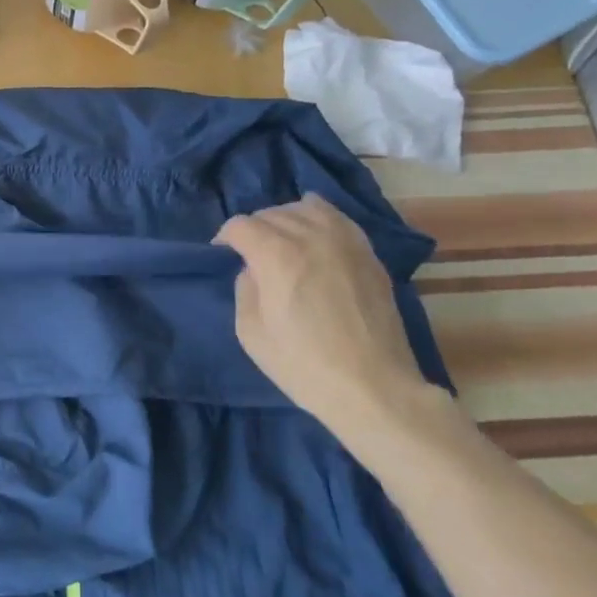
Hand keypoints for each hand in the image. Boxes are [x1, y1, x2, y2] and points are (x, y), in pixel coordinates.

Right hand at [215, 196, 433, 445]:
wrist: (373, 388)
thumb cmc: (304, 366)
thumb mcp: (251, 333)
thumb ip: (245, 288)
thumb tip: (254, 269)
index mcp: (277, 256)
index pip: (241, 225)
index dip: (225, 237)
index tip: (223, 254)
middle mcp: (311, 237)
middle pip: (271, 213)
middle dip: (253, 229)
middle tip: (250, 253)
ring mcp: (345, 242)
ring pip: (304, 208)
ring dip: (285, 219)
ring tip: (282, 240)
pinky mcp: (368, 253)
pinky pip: (337, 217)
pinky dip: (318, 216)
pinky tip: (313, 229)